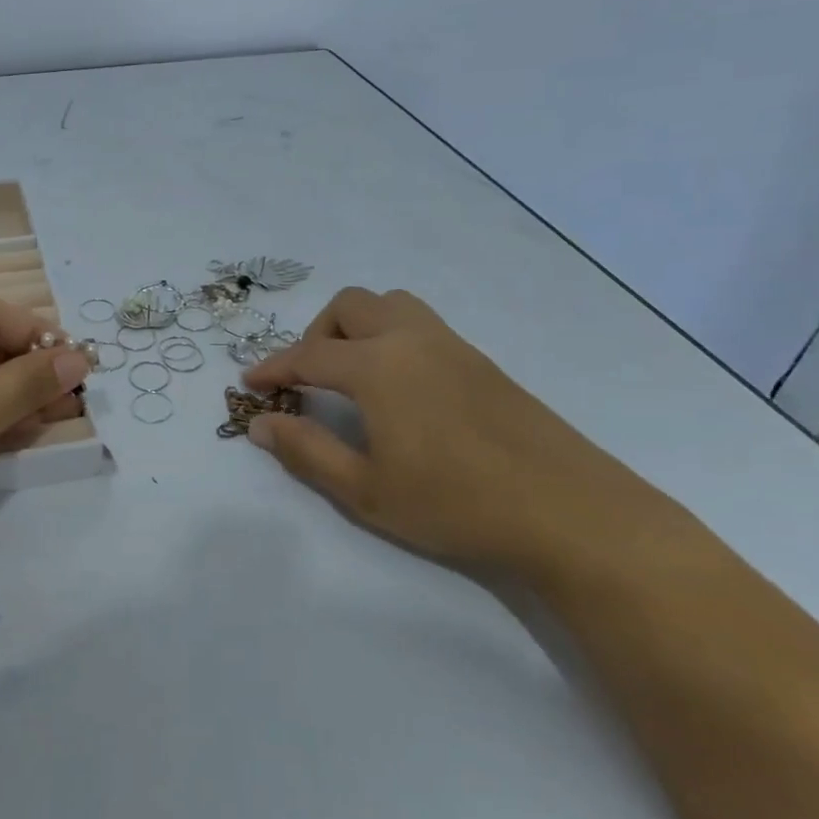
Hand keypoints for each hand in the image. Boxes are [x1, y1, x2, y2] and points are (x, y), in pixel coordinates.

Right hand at [243, 287, 680, 574]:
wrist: (569, 513)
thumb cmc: (455, 504)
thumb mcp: (365, 490)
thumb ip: (306, 451)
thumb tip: (260, 424)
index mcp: (378, 366)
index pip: (308, 355)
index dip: (273, 368)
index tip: (249, 383)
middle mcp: (412, 340)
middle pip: (350, 306)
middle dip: (316, 334)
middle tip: (308, 380)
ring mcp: (453, 346)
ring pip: (391, 305)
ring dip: (358, 327)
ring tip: (352, 376)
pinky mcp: (482, 362)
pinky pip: (421, 325)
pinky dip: (391, 338)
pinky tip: (400, 389)